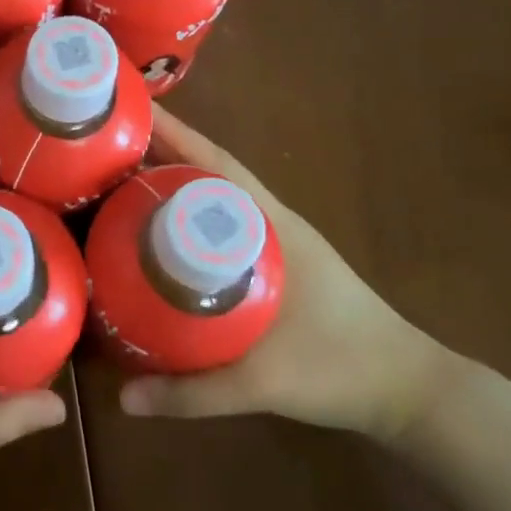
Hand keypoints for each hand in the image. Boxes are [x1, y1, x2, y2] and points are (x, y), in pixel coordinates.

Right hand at [119, 106, 457, 441]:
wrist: (405, 389)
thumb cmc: (342, 369)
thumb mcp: (265, 384)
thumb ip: (195, 393)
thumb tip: (122, 398)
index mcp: (274, 227)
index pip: (218, 166)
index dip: (175, 135)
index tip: (133, 112)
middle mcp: (273, 222)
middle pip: (210, 173)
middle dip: (161, 153)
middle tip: (105, 148)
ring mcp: (276, 241)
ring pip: (216, 198)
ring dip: (175, 182)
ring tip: (120, 180)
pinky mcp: (277, 263)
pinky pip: (223, 225)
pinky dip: (190, 215)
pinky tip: (160, 233)